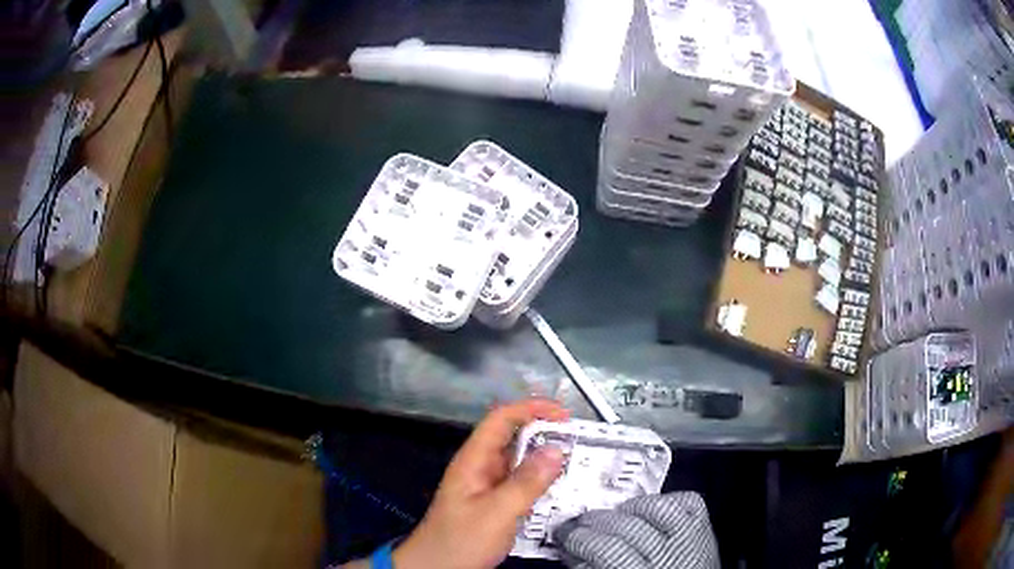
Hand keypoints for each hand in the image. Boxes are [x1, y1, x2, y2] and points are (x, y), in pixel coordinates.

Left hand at [393, 399, 569, 568]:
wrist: (437, 568)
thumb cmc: (461, 540)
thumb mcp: (496, 513)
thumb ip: (527, 482)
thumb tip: (557, 449)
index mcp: (474, 460)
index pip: (501, 419)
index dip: (531, 409)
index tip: (564, 415)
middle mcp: (481, 467)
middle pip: (513, 438)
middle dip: (545, 433)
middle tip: (579, 441)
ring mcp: (488, 486)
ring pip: (520, 461)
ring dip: (545, 458)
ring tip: (577, 462)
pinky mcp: (495, 503)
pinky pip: (522, 483)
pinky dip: (541, 480)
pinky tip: (560, 488)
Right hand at [554, 493, 719, 568]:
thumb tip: (570, 548)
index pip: (605, 550)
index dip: (579, 539)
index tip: (564, 535)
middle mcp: (667, 559)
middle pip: (626, 528)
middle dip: (594, 522)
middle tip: (579, 523)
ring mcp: (689, 541)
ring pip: (657, 510)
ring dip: (627, 509)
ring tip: (611, 515)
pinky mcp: (703, 528)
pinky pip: (686, 502)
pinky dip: (664, 501)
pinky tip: (645, 510)